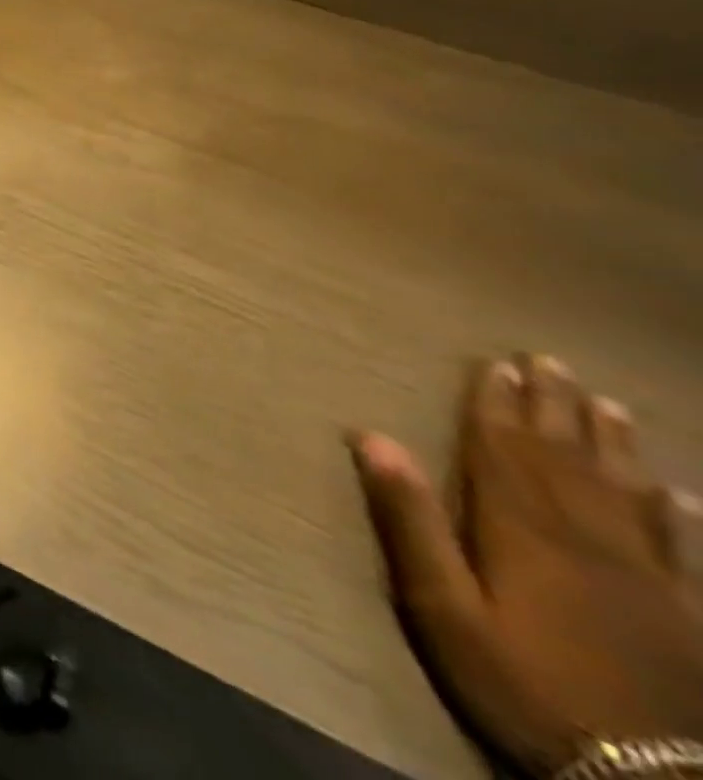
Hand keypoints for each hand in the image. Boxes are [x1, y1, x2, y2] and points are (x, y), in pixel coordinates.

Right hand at [350, 355, 702, 775]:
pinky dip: (676, 514)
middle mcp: (583, 536)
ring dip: (612, 443)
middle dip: (553, 405)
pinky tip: (679, 494)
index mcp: (521, 528)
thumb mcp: (443, 607)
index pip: (503, 448)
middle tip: (549, 360)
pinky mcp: (687, 614)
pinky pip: (680, 549)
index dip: (496, 403)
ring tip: (607, 403)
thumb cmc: (523, 682)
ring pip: (625, 490)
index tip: (496, 362)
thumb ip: (409, 519)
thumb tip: (371, 436)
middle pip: (565, 457)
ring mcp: (645, 576)